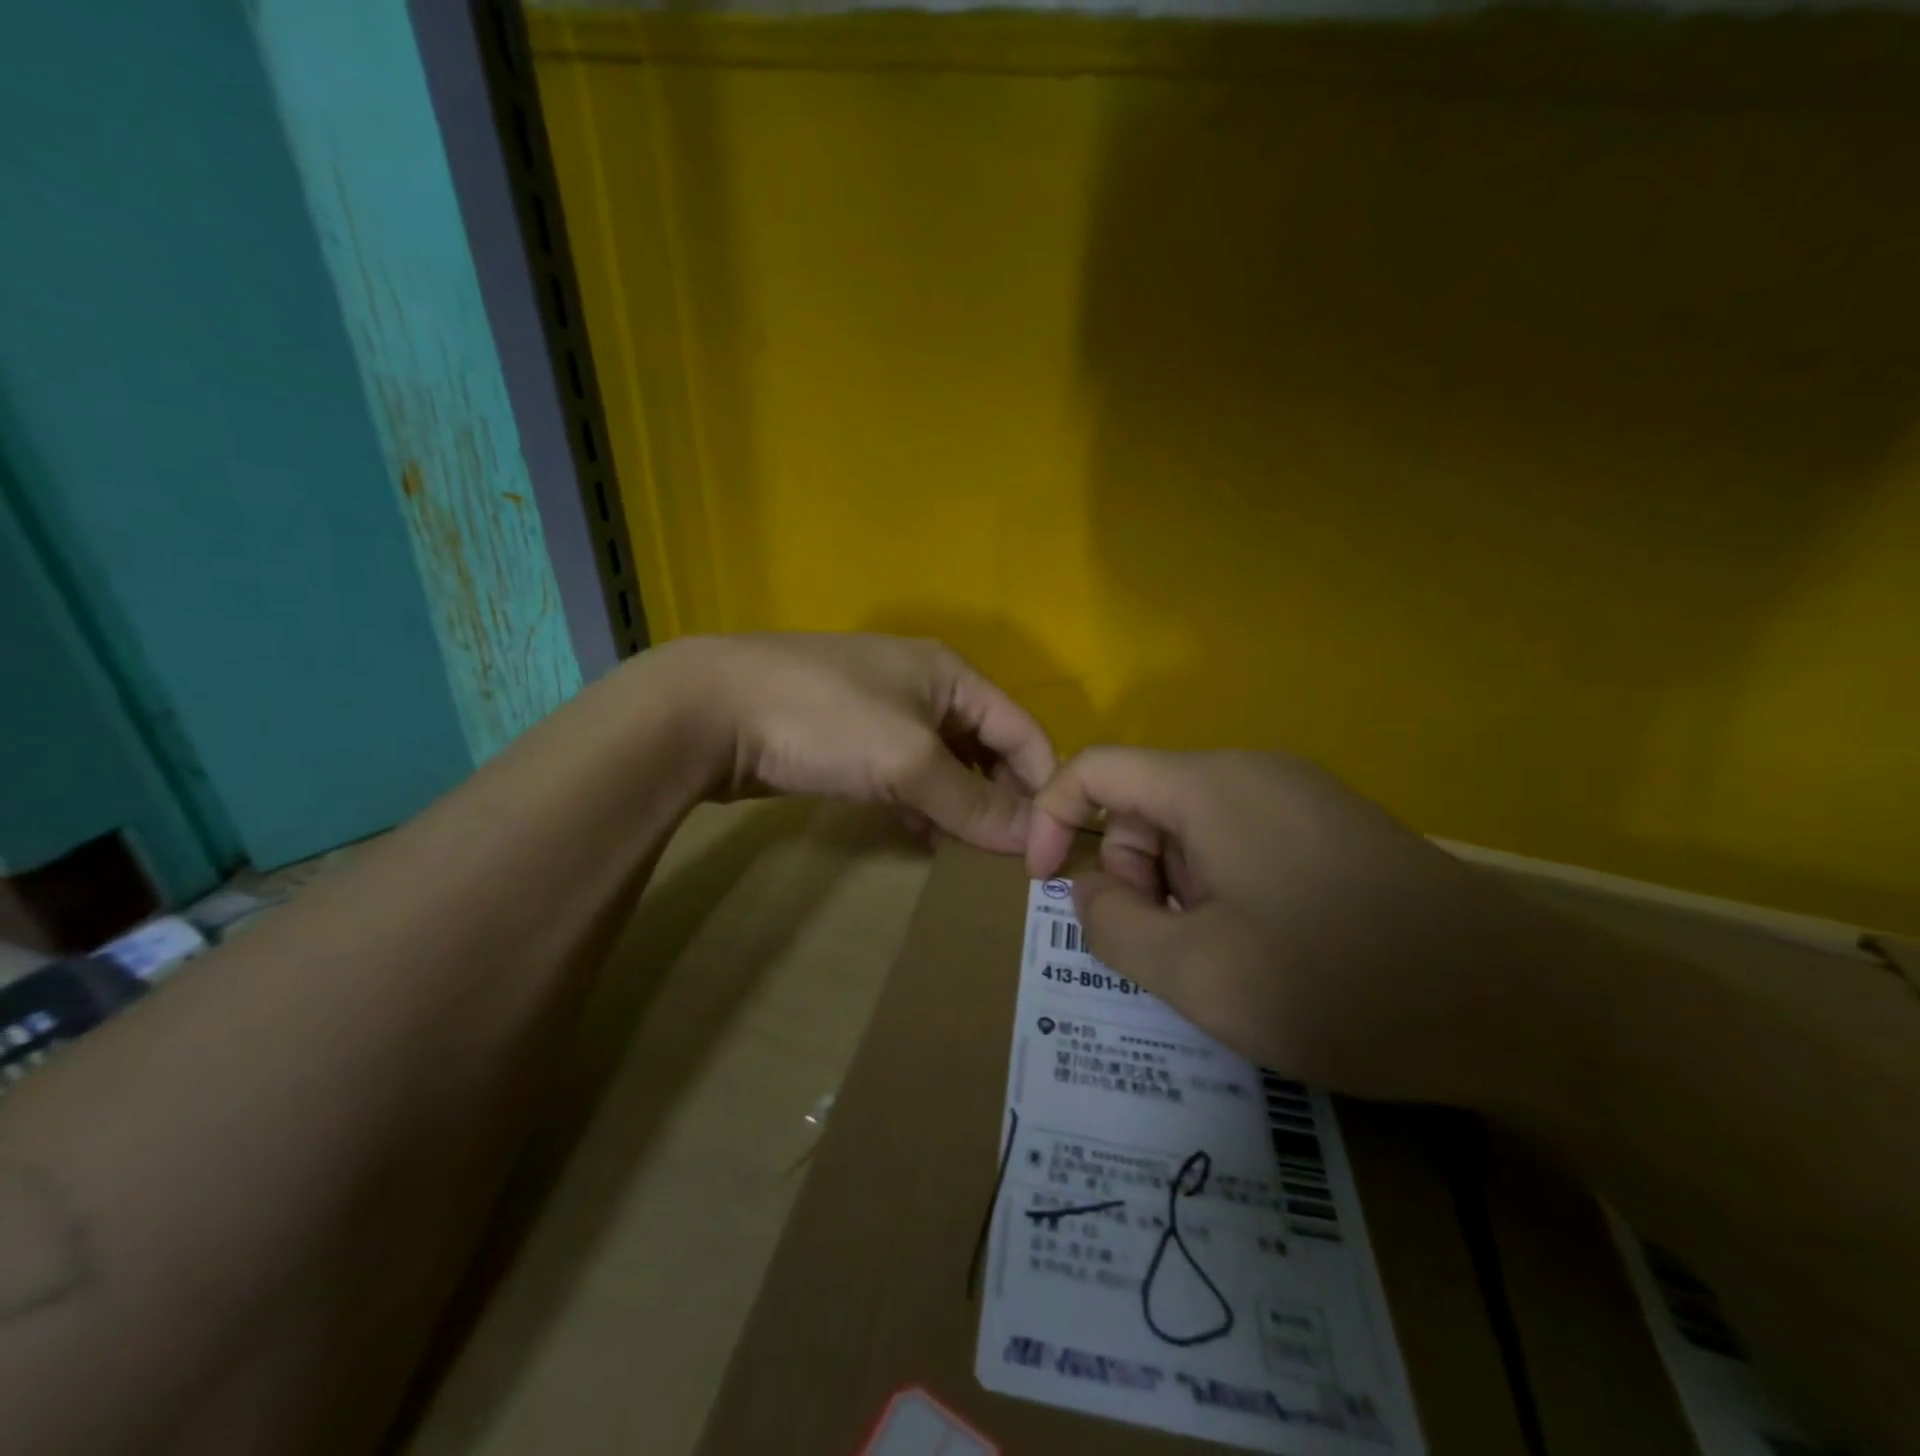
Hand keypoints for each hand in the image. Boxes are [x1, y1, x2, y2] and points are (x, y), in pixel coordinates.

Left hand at [666, 633, 1056, 853]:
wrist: (711, 710)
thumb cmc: (826, 720)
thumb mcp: (910, 760)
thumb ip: (973, 802)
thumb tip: (1033, 842)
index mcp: (951, 675)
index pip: (1022, 730)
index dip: (1041, 785)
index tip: (1050, 846)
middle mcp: (925, 687)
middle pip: (985, 748)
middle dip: (999, 799)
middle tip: (1005, 858)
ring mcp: (883, 711)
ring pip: (944, 764)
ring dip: (959, 806)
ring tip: (967, 855)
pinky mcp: (849, 739)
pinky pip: (905, 774)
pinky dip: (920, 803)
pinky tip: (919, 834)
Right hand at [1026, 748, 1561, 1110]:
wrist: (1525, 1007)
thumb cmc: (1340, 984)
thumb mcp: (1197, 973)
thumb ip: (1112, 925)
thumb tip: (1090, 887)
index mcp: (1211, 786)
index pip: (1096, 769)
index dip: (1049, 817)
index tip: (1045, 886)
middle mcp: (1253, 771)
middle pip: (1145, 801)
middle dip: (1129, 870)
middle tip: (1164, 947)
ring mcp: (1301, 795)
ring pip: (1193, 826)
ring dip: (1176, 886)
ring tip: (1221, 956)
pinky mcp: (1335, 826)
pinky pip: (1242, 839)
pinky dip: (1221, 885)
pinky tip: (1265, 944)